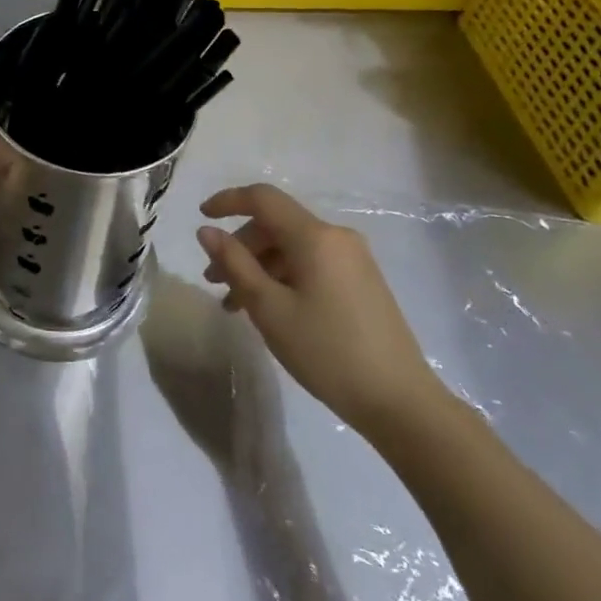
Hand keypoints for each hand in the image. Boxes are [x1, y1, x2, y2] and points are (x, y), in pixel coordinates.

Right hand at [198, 184, 444, 434]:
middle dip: (240, 246)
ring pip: (291, 248)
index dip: (228, 201)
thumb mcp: (269, 308)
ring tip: (235, 305)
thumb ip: (235, 263)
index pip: (263, 198)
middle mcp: (336, 237)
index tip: (200, 216)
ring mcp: (353, 260)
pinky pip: (310, 264)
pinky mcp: (361, 282)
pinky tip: (269, 309)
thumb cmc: (327, 351)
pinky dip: (282, 277)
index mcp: (315, 236)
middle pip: (276, 225)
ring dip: (258, 267)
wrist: (400, 402)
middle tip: (213, 281)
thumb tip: (207, 231)